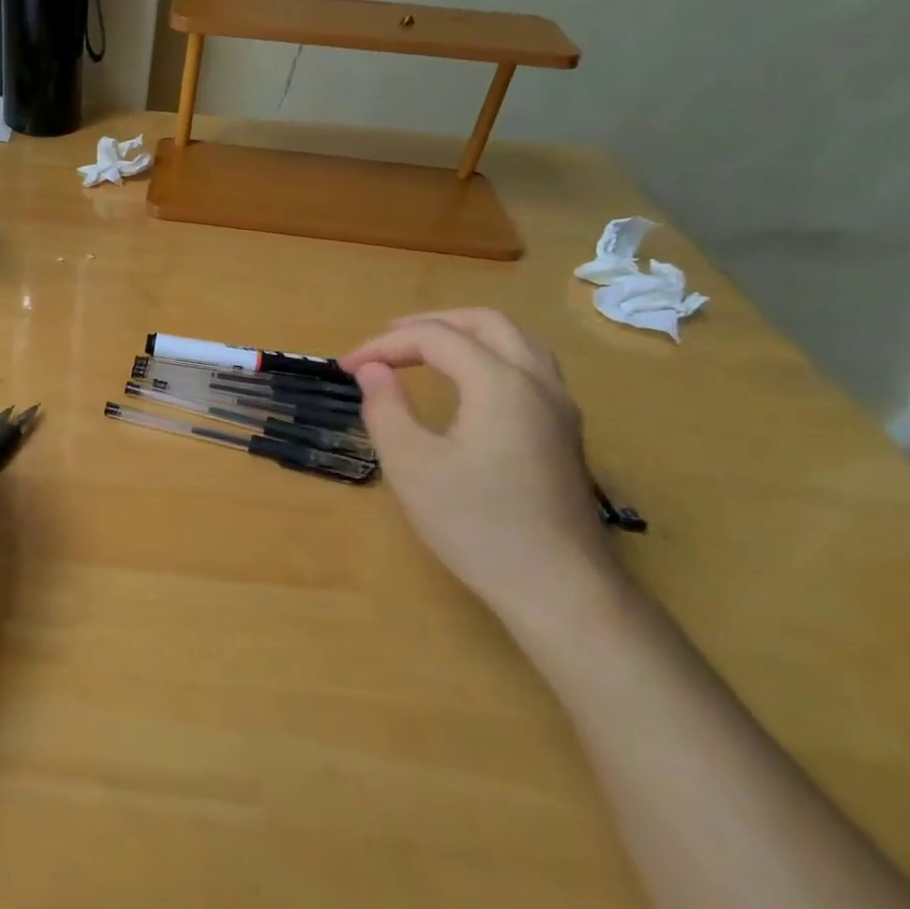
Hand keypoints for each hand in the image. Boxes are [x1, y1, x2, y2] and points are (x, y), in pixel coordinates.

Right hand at [340, 310, 620, 633]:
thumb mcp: (412, 466)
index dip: (384, 345)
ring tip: (423, 351)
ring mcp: (559, 406)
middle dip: (429, 323)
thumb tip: (372, 371)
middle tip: (385, 341)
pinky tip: (466, 384)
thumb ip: (386, 409)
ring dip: (464, 334)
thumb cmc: (476, 525)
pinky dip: (488, 355)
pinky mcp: (564, 431)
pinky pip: (527, 367)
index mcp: (500, 383)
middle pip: (485, 322)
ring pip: (514, 340)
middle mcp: (537, 381)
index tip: (345, 367)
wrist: (558, 586)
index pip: (435, 338)